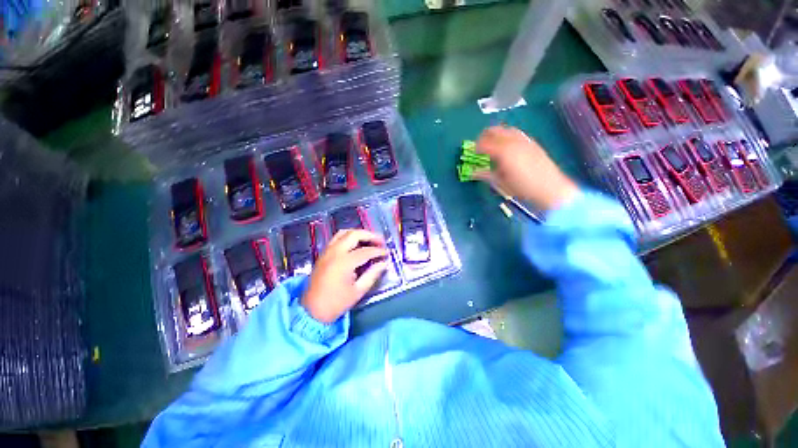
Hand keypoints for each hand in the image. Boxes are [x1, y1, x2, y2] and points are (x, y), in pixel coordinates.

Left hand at [301, 229, 388, 322]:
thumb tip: (383, 264)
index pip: (366, 251)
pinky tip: (356, 243)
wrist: (312, 310)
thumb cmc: (336, 303)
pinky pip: (337, 238)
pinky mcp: (323, 253)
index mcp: (344, 262)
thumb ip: (372, 274)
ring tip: (370, 239)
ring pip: (344, 232)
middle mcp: (335, 252)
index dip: (379, 251)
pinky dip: (349, 236)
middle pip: (355, 234)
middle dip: (370, 235)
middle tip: (381, 241)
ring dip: (359, 233)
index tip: (387, 254)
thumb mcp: (358, 291)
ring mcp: (328, 251)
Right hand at [474, 126, 578, 210]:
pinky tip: (507, 146)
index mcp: (503, 152)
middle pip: (494, 130)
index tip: (472, 152)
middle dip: (484, 136)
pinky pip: (516, 133)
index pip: (484, 143)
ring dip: (496, 134)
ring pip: (505, 129)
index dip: (476, 147)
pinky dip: (507, 136)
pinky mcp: (532, 142)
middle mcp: (512, 141)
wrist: (549, 187)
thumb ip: (485, 174)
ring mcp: (524, 140)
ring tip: (492, 144)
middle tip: (480, 146)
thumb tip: (472, 172)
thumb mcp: (500, 182)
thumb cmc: (521, 187)